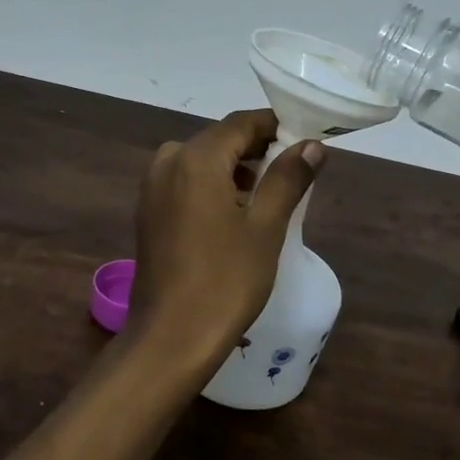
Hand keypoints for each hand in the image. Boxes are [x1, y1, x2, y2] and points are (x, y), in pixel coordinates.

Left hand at [128, 110, 324, 371]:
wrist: (170, 337)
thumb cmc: (225, 280)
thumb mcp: (265, 227)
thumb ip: (288, 178)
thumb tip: (312, 145)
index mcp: (196, 157)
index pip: (242, 123)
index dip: (275, 125)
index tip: (306, 138)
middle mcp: (168, 161)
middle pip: (219, 139)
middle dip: (256, 148)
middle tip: (295, 168)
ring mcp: (152, 187)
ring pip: (201, 161)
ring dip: (235, 168)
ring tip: (271, 193)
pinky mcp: (148, 211)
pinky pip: (185, 181)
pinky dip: (212, 185)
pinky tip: (236, 212)